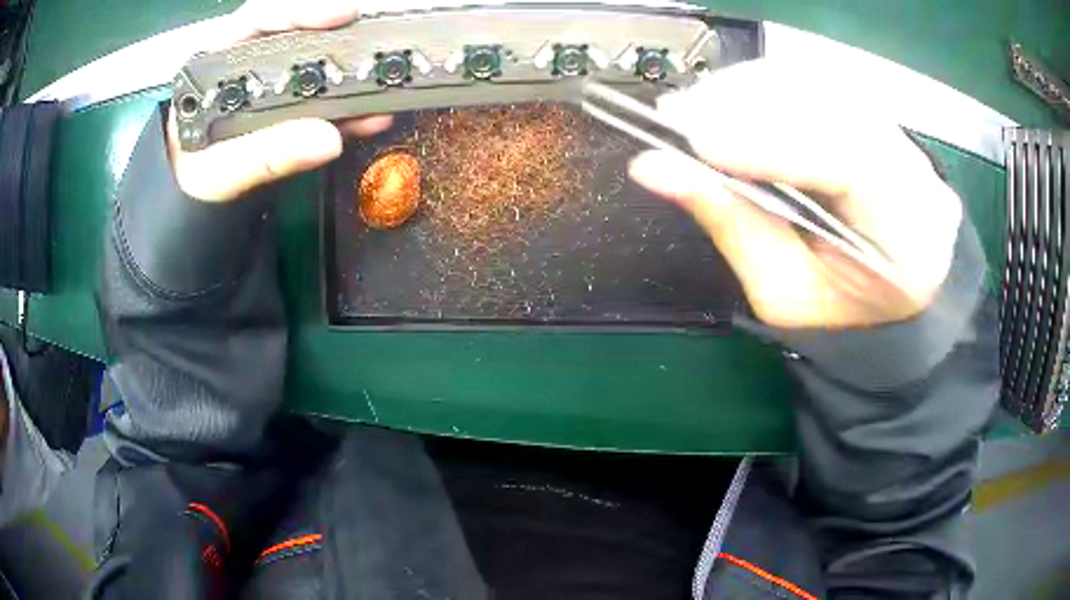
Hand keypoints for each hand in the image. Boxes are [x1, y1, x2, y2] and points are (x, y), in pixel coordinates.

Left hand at [168, 0, 391, 201]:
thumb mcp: (216, 171)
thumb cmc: (187, 179)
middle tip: (372, 46)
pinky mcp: (284, 109)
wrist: (186, 201)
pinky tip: (369, 117)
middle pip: (296, 34)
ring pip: (312, 65)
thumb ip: (262, 155)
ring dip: (349, 75)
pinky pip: (318, 101)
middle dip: (338, 37)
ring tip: (380, 88)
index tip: (343, 15)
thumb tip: (327, 138)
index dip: (303, 10)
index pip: (261, 17)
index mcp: (216, 64)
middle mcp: (245, 64)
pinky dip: (346, 109)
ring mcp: (268, 86)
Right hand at [629, 59, 961, 328]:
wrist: (885, 302)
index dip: (772, 143)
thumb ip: (730, 225)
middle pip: (836, 111)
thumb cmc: (836, 314)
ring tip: (696, 108)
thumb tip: (654, 167)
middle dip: (752, 105)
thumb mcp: (781, 292)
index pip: (849, 166)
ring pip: (826, 88)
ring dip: (754, 91)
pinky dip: (770, 88)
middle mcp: (919, 179)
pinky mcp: (883, 123)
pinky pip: (823, 87)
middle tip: (678, 114)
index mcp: (910, 245)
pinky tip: (732, 102)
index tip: (696, 141)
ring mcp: (905, 143)